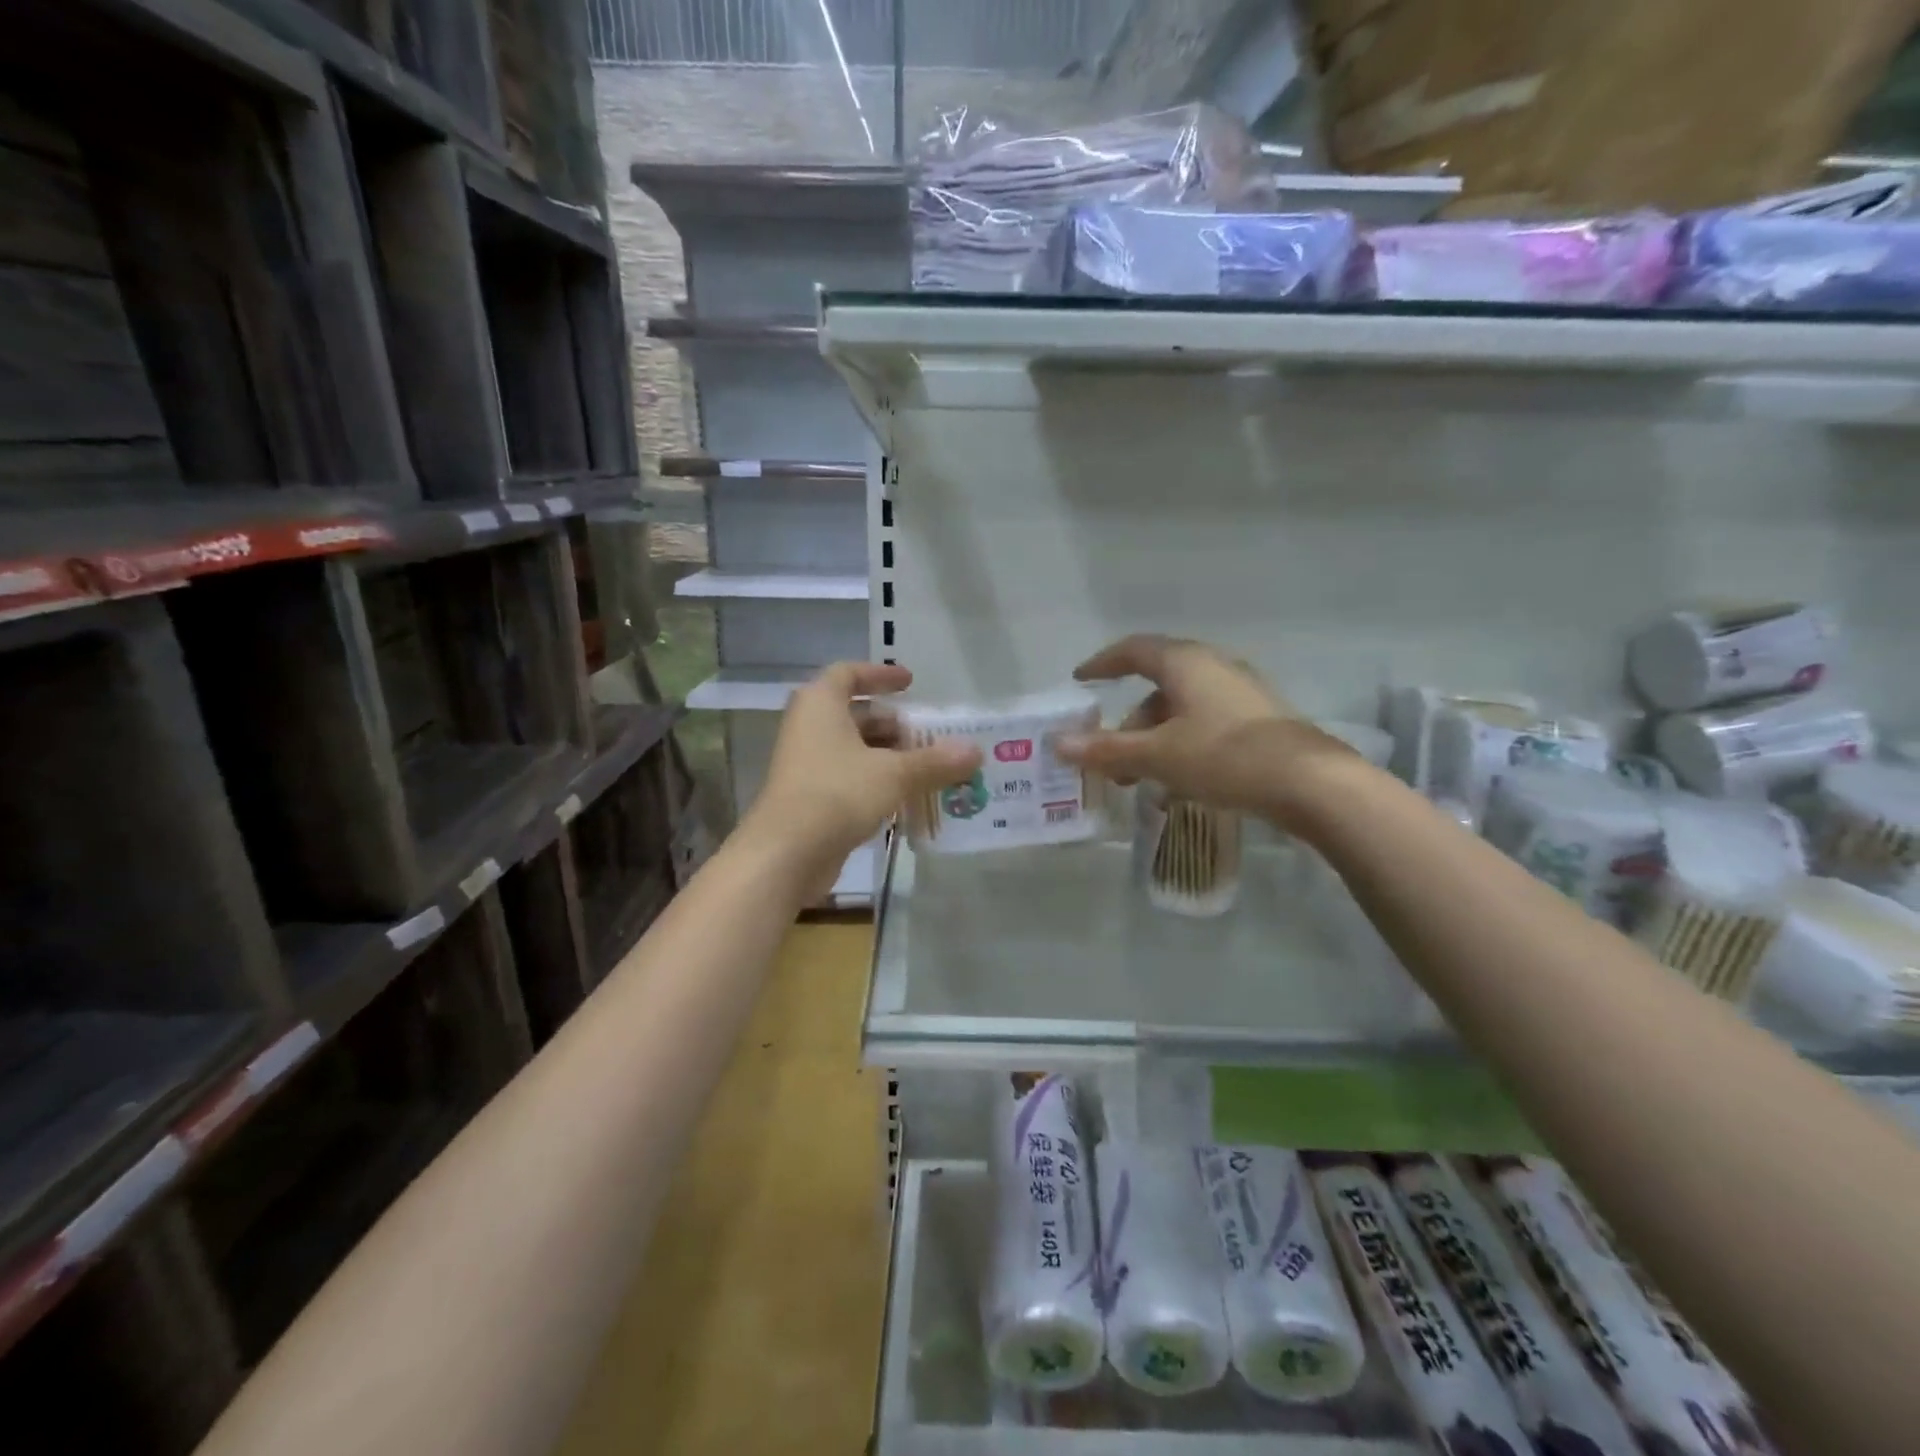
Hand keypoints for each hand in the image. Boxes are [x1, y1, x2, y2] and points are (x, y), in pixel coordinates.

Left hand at [744, 663, 980, 894]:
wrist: (785, 853)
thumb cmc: (837, 794)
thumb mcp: (894, 774)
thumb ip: (934, 761)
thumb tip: (974, 750)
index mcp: (820, 705)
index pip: (848, 674)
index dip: (879, 675)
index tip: (910, 683)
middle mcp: (808, 728)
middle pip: (854, 715)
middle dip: (892, 724)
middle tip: (928, 736)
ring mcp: (806, 764)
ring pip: (852, 749)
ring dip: (887, 756)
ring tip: (925, 769)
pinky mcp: (809, 797)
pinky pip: (847, 778)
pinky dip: (875, 781)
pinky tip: (904, 798)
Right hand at [1057, 634, 1350, 820]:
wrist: (1310, 783)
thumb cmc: (1224, 757)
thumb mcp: (1157, 755)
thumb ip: (1106, 750)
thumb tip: (1057, 745)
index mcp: (1186, 663)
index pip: (1134, 650)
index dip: (1103, 663)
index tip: (1081, 679)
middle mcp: (1214, 667)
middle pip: (1158, 686)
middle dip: (1129, 723)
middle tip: (1111, 757)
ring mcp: (1241, 693)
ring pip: (1182, 709)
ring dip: (1155, 740)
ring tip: (1143, 781)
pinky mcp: (1259, 720)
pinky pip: (1206, 725)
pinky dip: (1182, 746)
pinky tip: (1179, 784)